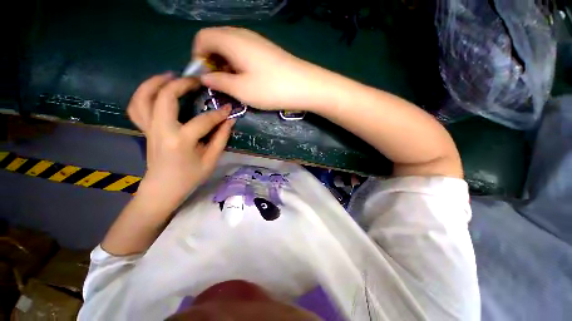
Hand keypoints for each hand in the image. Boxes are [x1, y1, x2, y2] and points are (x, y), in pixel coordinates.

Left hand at [127, 73, 234, 212]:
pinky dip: (144, 94)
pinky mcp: (144, 130)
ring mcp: (149, 129)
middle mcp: (161, 130)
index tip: (229, 108)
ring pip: (143, 97)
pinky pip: (137, 107)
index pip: (203, 121)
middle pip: (165, 97)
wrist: (163, 189)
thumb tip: (230, 120)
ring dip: (156, 82)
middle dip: (182, 84)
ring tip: (171, 76)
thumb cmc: (189, 177)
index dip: (218, 113)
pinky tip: (157, 91)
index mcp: (180, 141)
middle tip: (197, 81)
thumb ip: (221, 138)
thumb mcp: (211, 160)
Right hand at [193, 27, 335, 110]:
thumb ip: (218, 82)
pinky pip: (244, 52)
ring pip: (231, 47)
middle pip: (216, 41)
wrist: (304, 86)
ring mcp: (256, 41)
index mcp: (231, 40)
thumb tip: (204, 77)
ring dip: (226, 64)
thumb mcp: (240, 89)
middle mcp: (242, 34)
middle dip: (212, 61)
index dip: (197, 56)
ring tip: (235, 84)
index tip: (205, 77)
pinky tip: (248, 79)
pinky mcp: (266, 50)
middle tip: (220, 83)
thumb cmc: (270, 89)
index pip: (202, 38)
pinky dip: (239, 64)